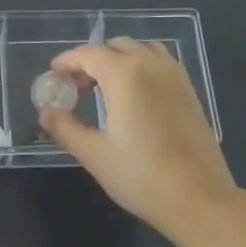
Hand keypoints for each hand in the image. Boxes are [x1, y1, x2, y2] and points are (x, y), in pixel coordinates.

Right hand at [39, 37, 240, 234]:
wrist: (199, 199)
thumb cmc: (141, 176)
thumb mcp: (94, 154)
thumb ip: (65, 127)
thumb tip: (46, 112)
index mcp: (125, 74)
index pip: (88, 54)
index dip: (67, 62)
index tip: (53, 76)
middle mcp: (151, 65)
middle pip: (115, 47)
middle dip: (91, 61)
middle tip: (77, 88)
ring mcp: (175, 76)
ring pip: (141, 50)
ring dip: (119, 60)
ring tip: (106, 88)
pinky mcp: (190, 91)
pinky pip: (161, 63)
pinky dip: (142, 67)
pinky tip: (136, 97)